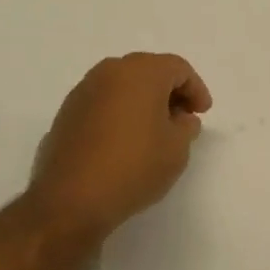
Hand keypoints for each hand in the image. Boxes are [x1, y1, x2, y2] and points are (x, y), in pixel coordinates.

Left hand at [27, 53, 211, 246]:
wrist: (70, 200)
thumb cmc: (133, 167)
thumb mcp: (176, 149)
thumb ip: (186, 126)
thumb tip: (180, 118)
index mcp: (141, 71)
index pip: (178, 68)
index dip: (195, 89)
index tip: (202, 113)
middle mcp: (111, 71)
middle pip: (149, 71)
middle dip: (169, 92)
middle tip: (181, 119)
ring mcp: (84, 90)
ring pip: (123, 85)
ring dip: (142, 101)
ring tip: (153, 131)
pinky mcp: (66, 113)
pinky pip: (103, 102)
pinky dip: (119, 112)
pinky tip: (124, 141)